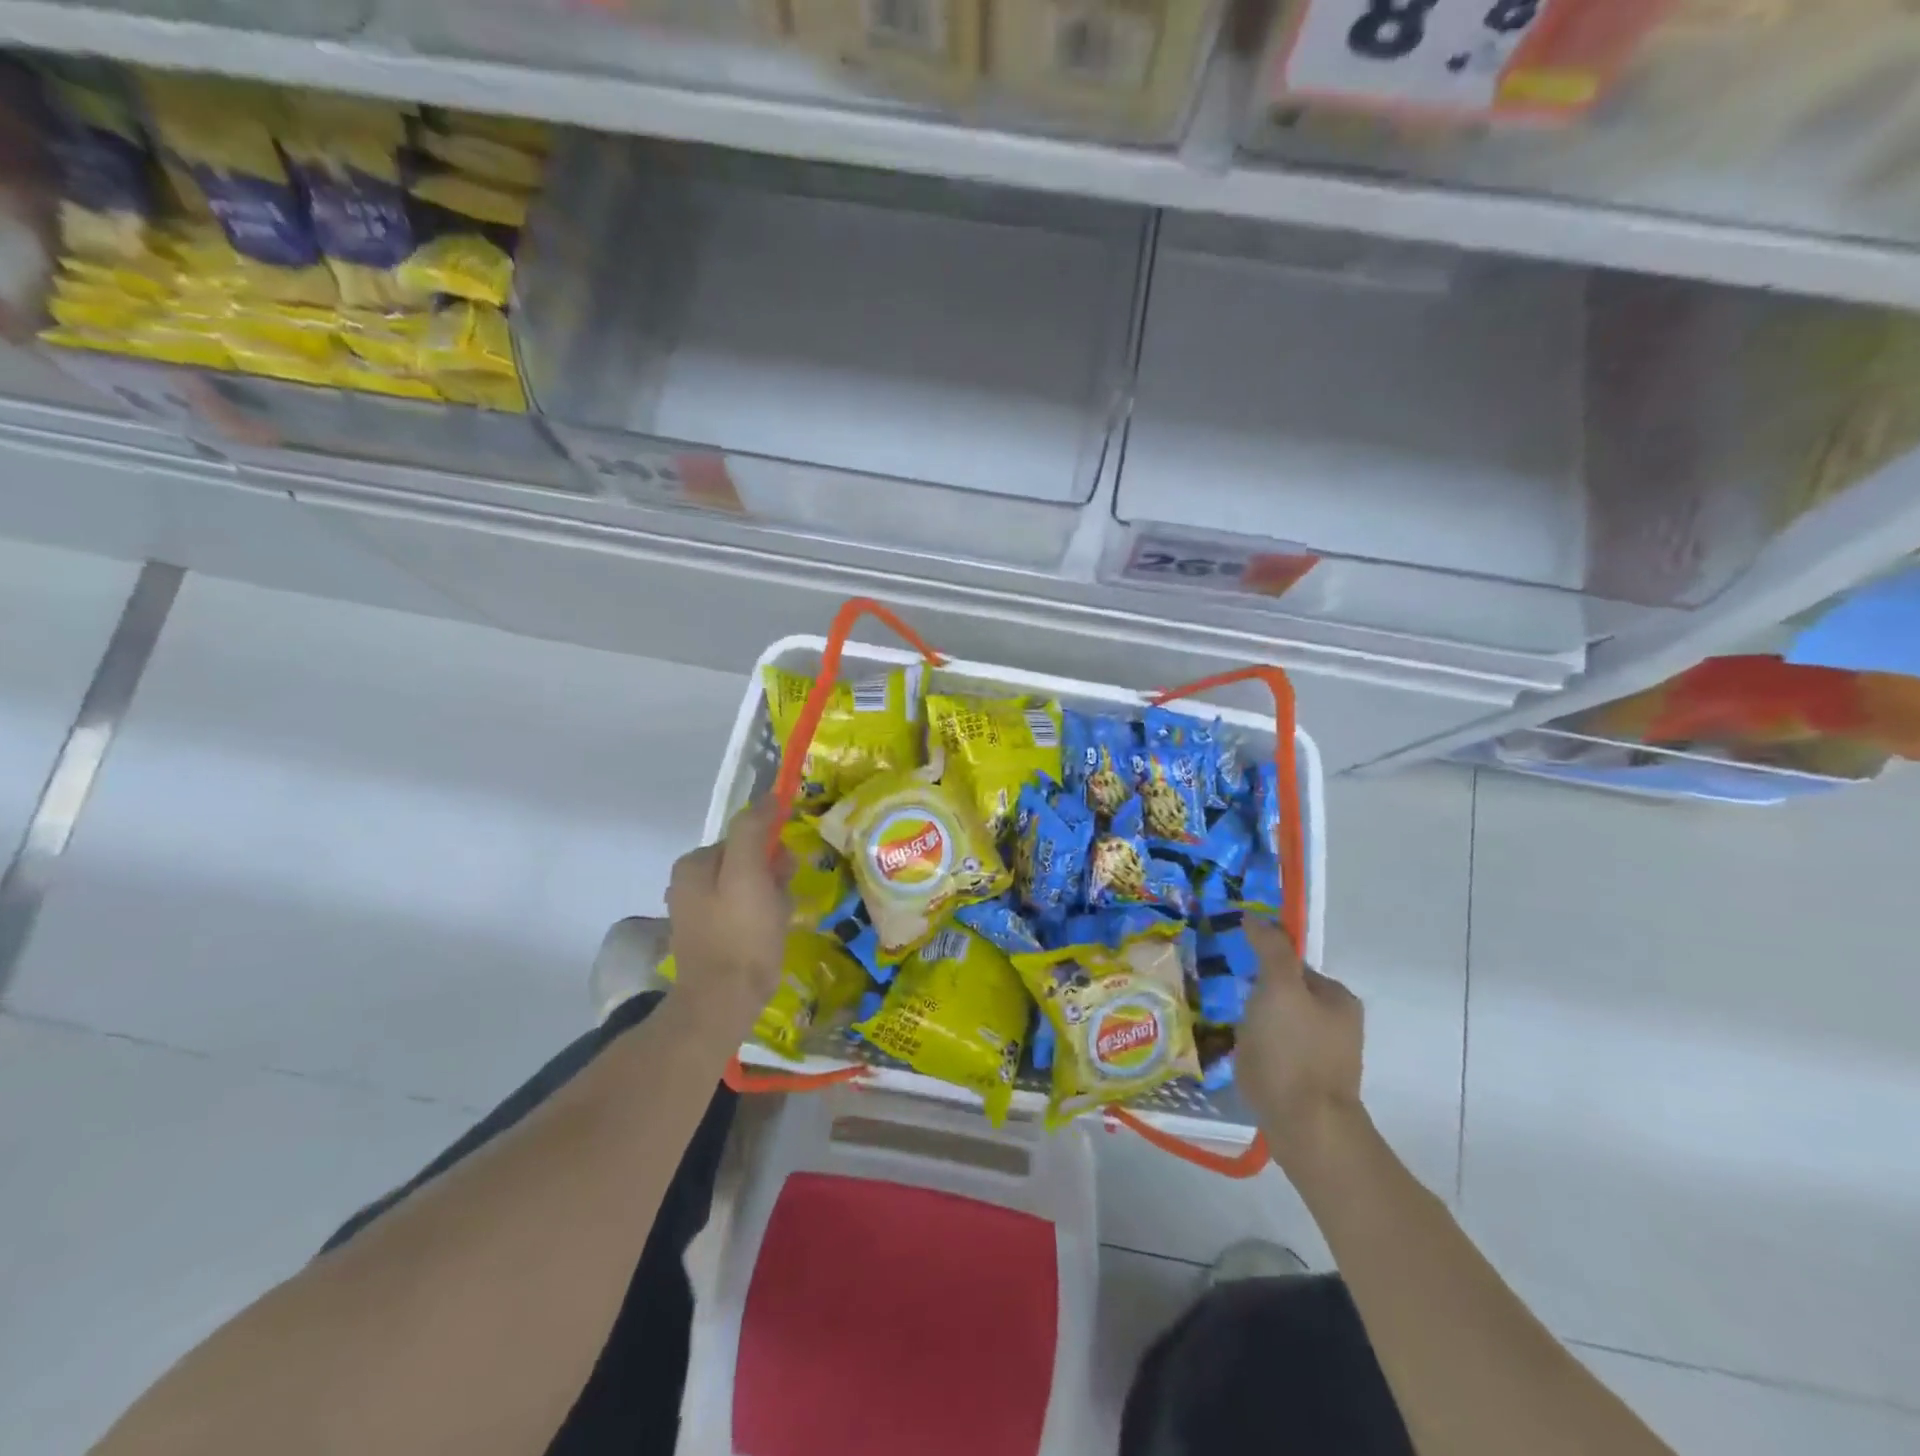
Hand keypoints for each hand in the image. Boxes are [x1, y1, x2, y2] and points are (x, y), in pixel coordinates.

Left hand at [664, 798, 791, 1041]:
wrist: (722, 1003)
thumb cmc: (741, 935)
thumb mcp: (750, 874)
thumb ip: (754, 830)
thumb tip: (768, 797)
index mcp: (692, 864)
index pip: (744, 839)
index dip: (771, 852)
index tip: (785, 873)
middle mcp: (687, 884)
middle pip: (746, 864)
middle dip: (771, 879)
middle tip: (781, 904)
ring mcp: (696, 914)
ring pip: (749, 890)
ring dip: (771, 901)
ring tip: (778, 924)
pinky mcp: (709, 939)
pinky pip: (744, 915)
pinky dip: (761, 921)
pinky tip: (769, 939)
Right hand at [1238, 919, 1368, 1175]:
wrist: (1306, 1128)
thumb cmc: (1292, 1051)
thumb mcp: (1279, 988)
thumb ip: (1270, 949)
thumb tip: (1255, 917)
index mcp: (1338, 998)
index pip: (1292, 964)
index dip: (1262, 964)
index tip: (1235, 972)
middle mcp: (1339, 1024)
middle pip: (1286, 994)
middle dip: (1258, 996)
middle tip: (1230, 1002)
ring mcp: (1326, 1057)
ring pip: (1280, 1024)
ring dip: (1257, 1023)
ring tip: (1232, 1031)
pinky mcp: (1308, 1084)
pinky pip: (1278, 1052)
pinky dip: (1260, 1049)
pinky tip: (1244, 1056)